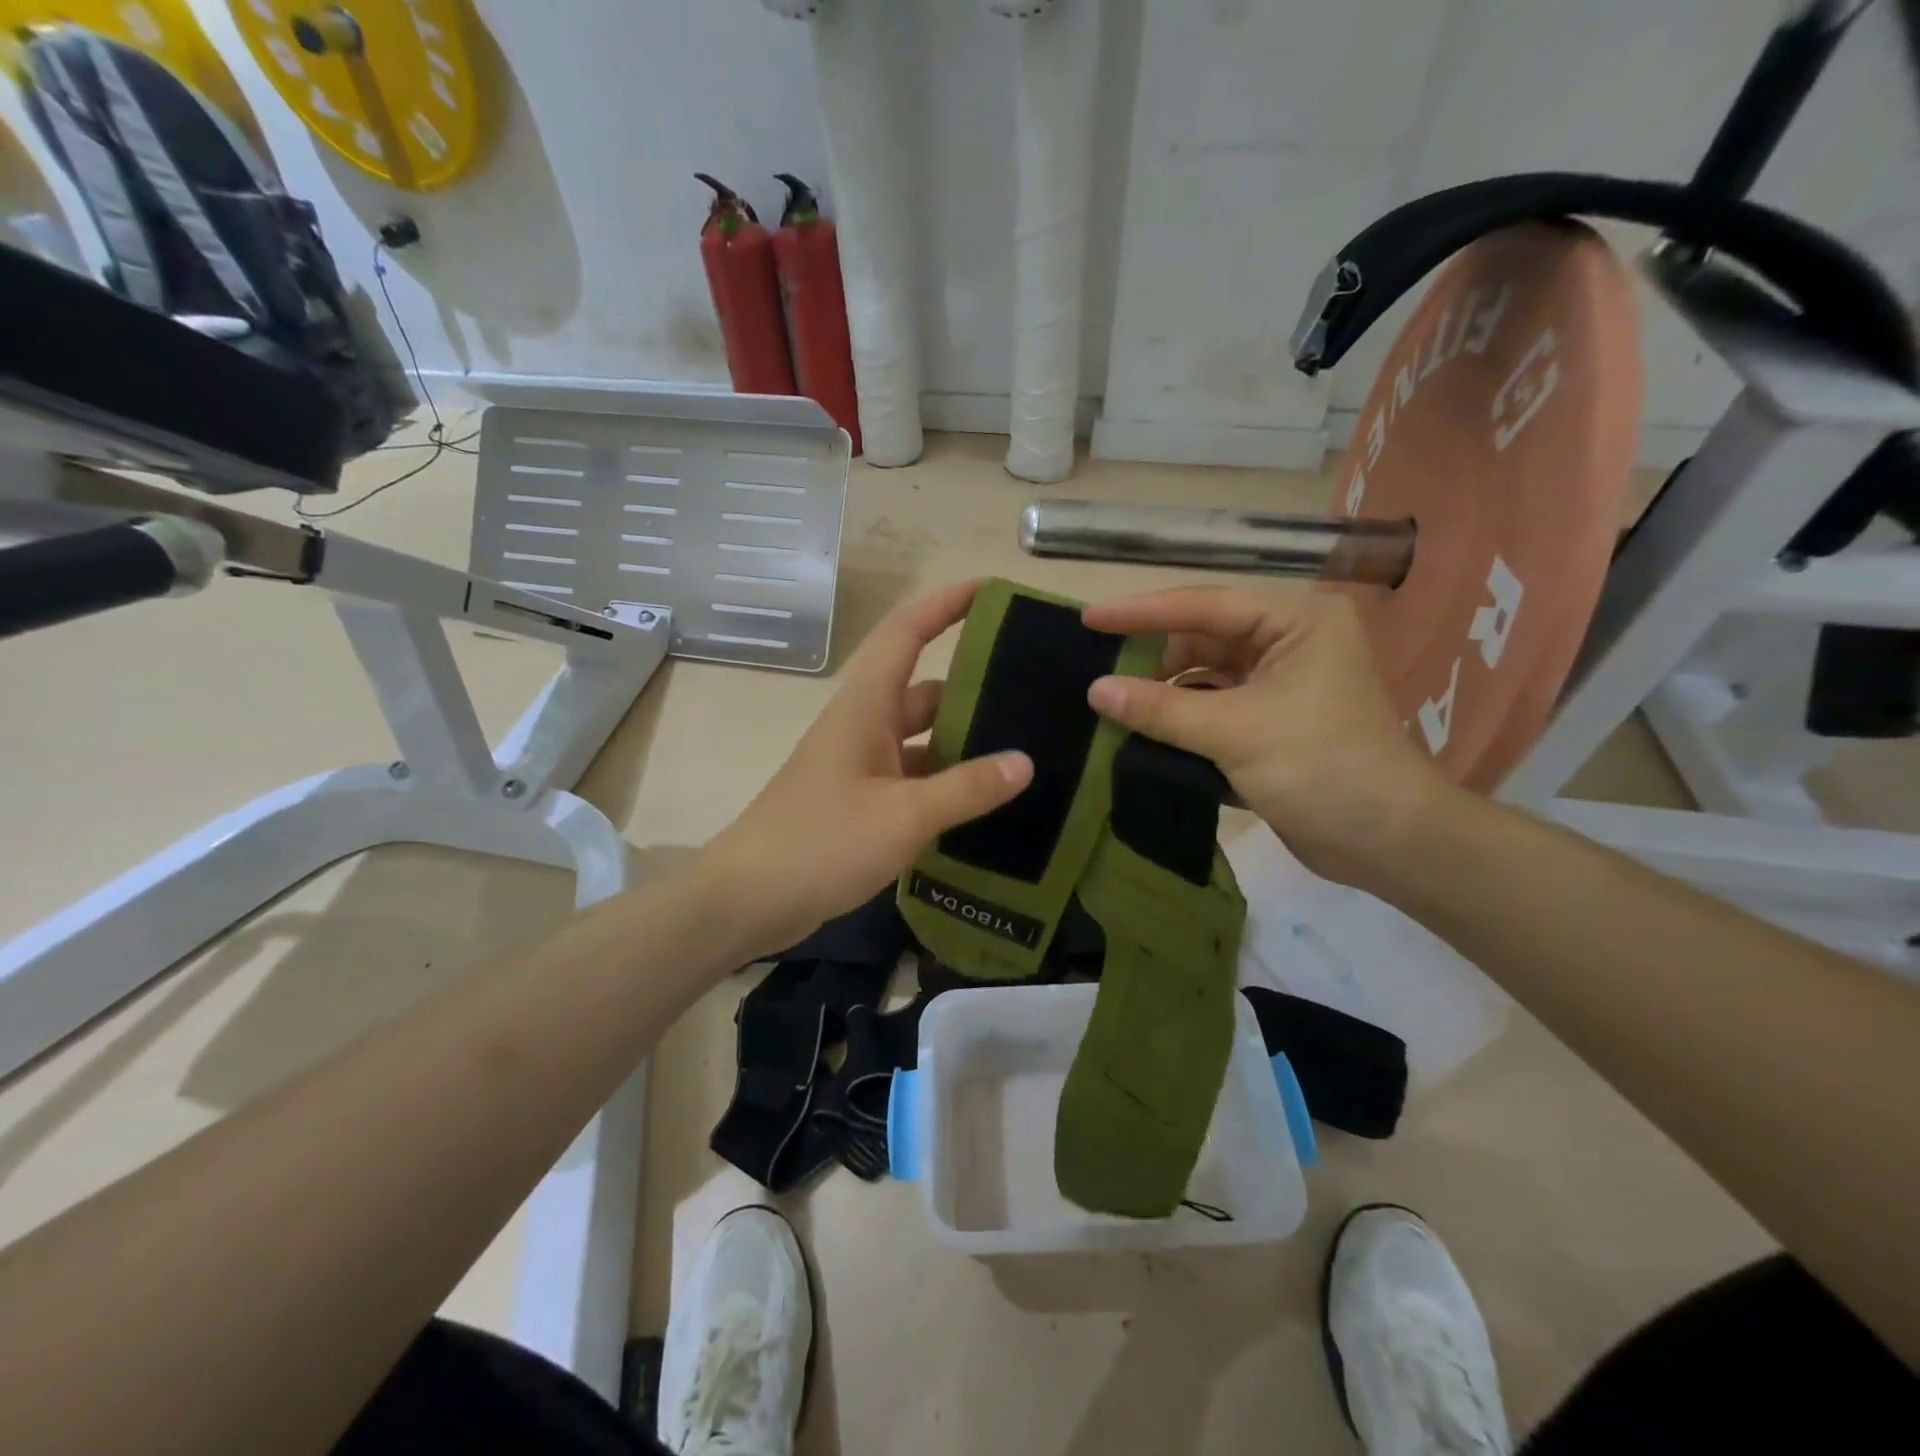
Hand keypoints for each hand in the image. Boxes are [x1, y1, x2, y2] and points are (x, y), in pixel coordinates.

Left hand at [703, 581, 1033, 957]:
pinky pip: (913, 780)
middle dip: (973, 684)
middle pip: (924, 690)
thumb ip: (966, 789)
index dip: (946, 604)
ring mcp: (860, 767)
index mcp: (865, 707)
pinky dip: (945, 784)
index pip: (907, 633)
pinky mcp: (860, 804)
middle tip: (1034, 690)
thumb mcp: (903, 816)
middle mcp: (863, 727)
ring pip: (922, 740)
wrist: (747, 900)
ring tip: (1024, 748)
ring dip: (963, 742)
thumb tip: (1024, 762)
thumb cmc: (820, 843)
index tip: (992, 590)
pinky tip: (984, 801)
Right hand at [1082, 586, 1455, 886]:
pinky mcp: (1272, 721)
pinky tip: (1145, 730)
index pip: (1205, 606)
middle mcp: (1290, 642)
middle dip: (1154, 658)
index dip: (1142, 612)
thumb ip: (1161, 709)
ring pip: (1205, 676)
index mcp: (1297, 622)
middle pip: (1203, 639)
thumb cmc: (1321, 769)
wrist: (1389, 842)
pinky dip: (1183, 718)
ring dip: (1165, 693)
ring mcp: (1281, 683)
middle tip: (1099, 675)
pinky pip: (1214, 706)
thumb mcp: (1234, 733)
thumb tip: (1095, 690)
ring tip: (1113, 705)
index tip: (1089, 617)